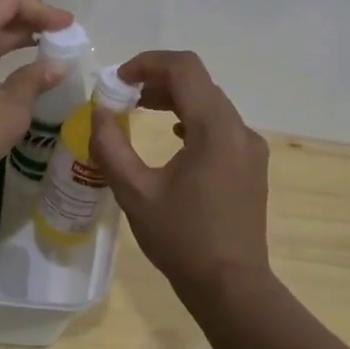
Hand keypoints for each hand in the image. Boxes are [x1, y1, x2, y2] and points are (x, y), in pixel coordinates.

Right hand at [90, 51, 271, 296]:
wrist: (231, 285)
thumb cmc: (181, 239)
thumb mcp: (135, 193)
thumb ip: (111, 146)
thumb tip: (98, 112)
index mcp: (215, 129)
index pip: (185, 69)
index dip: (148, 63)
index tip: (118, 79)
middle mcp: (240, 130)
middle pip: (199, 83)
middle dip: (158, 80)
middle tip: (122, 96)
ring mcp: (250, 148)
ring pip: (211, 104)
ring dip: (175, 99)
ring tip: (140, 110)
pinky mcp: (251, 166)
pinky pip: (221, 126)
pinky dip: (193, 120)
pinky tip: (174, 137)